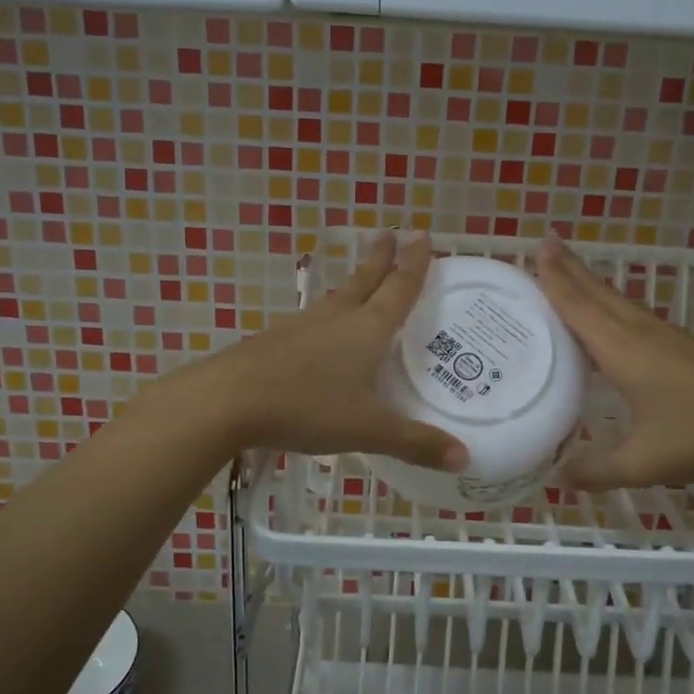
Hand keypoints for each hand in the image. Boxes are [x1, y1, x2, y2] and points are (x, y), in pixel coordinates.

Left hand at [157, 231, 467, 469]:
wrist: (228, 401)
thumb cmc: (307, 406)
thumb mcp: (368, 428)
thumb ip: (415, 442)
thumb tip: (465, 459)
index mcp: (366, 329)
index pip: (398, 288)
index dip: (414, 263)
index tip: (422, 235)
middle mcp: (336, 318)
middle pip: (364, 281)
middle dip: (381, 258)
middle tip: (391, 234)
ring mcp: (302, 327)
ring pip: (336, 298)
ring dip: (354, 283)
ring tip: (363, 279)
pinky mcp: (276, 341)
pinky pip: (313, 320)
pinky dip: (328, 315)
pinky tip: (322, 330)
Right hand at [530, 236, 693, 488]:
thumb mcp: (644, 462)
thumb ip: (598, 470)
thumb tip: (559, 477)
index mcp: (623, 351)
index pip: (579, 307)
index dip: (555, 279)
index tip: (537, 248)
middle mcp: (641, 334)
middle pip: (598, 293)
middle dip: (570, 268)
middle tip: (546, 242)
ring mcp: (668, 337)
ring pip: (620, 301)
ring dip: (592, 282)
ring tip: (572, 270)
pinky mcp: (687, 346)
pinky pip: (636, 315)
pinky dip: (614, 305)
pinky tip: (617, 318)